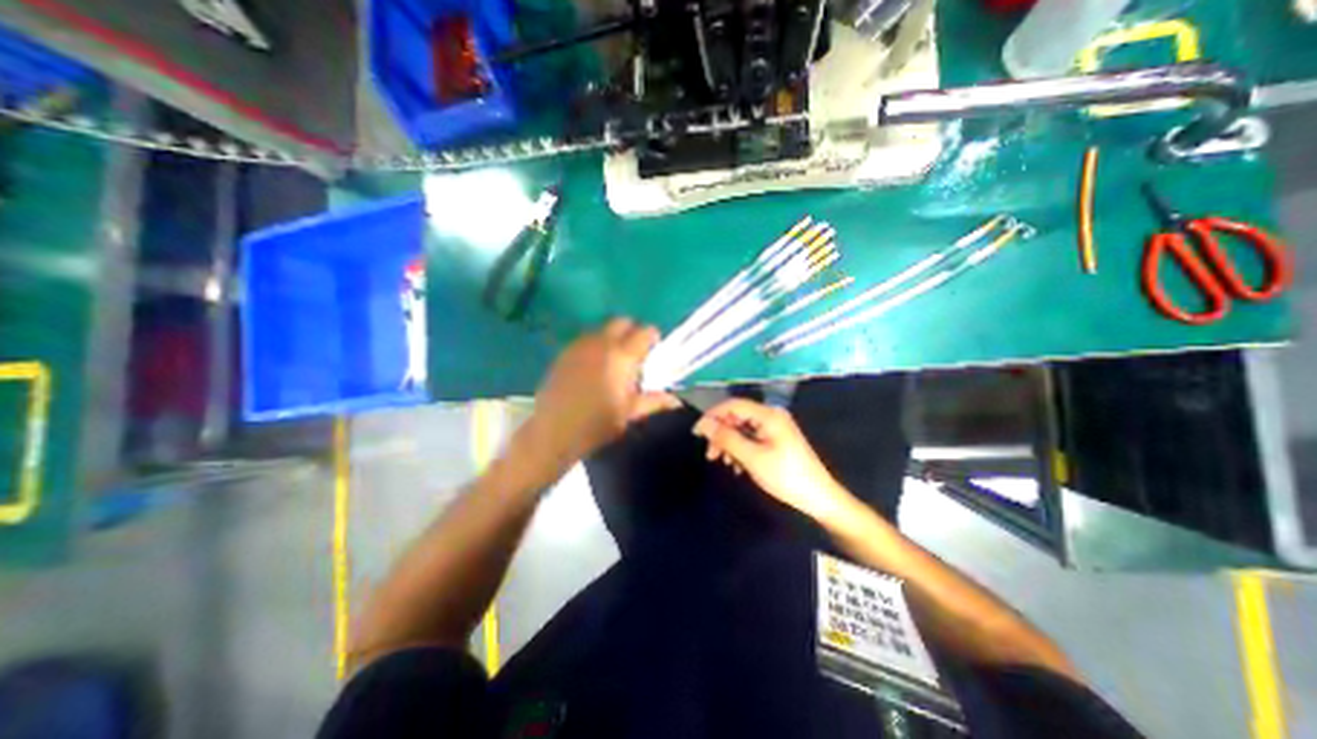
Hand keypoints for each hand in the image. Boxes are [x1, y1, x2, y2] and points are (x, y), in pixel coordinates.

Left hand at [526, 319, 678, 467]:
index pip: (644, 332)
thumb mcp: (630, 413)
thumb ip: (654, 401)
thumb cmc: (598, 424)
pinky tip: (593, 364)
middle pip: (621, 321)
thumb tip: (676, 401)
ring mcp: (580, 345)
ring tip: (613, 359)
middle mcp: (602, 343)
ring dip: (612, 337)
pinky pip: (585, 339)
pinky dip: (595, 344)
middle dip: (632, 330)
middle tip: (634, 351)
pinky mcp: (564, 352)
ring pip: (602, 328)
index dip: (652, 337)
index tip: (653, 349)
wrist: (554, 431)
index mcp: (622, 356)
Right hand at [692, 399, 860, 523]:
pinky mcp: (776, 439)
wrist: (819, 497)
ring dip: (729, 443)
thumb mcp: (752, 458)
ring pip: (742, 428)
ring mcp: (774, 427)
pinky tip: (738, 465)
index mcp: (768, 415)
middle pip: (737, 416)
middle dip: (721, 433)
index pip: (732, 405)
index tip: (696, 433)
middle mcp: (771, 415)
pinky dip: (740, 449)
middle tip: (710, 455)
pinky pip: (751, 437)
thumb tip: (704, 424)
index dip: (712, 416)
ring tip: (724, 463)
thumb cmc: (785, 476)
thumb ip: (727, 438)